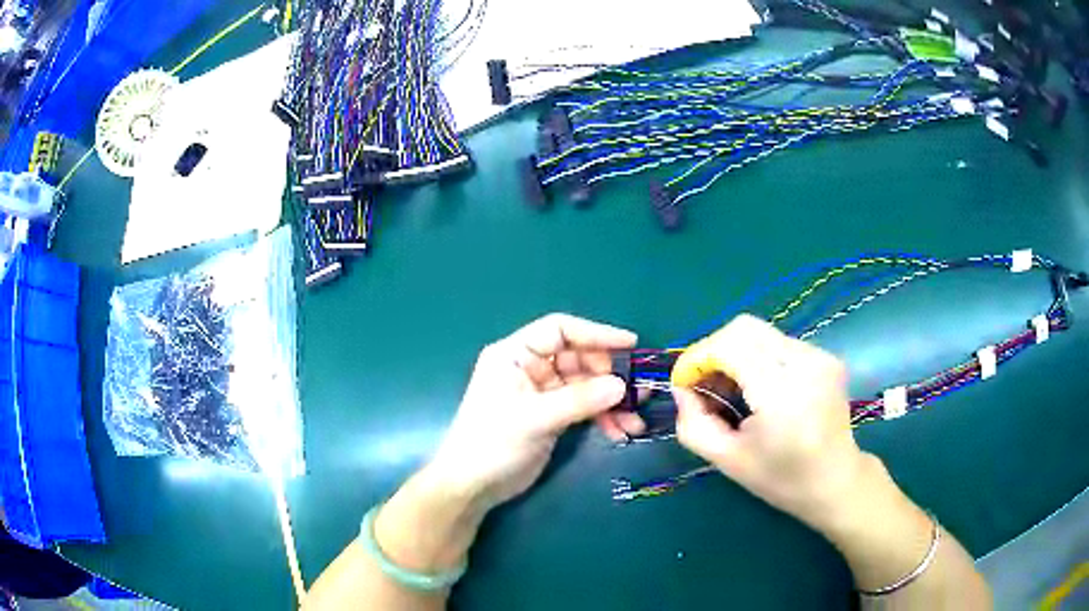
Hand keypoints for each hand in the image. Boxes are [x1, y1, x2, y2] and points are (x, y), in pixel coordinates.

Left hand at [426, 314, 639, 512]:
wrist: (473, 485)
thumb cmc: (493, 443)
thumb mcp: (535, 419)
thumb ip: (579, 400)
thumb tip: (622, 385)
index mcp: (515, 354)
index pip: (560, 330)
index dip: (596, 333)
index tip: (630, 344)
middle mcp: (530, 367)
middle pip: (578, 358)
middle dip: (610, 375)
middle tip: (638, 392)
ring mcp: (542, 392)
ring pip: (586, 385)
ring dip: (611, 401)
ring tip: (635, 421)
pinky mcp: (551, 415)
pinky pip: (584, 407)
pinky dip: (602, 417)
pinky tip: (620, 433)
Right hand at [670, 314, 868, 525]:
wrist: (836, 481)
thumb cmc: (782, 479)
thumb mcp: (728, 460)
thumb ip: (694, 424)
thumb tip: (682, 389)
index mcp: (782, 393)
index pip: (730, 346)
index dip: (699, 358)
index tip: (684, 383)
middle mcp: (805, 363)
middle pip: (744, 328)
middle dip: (714, 350)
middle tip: (704, 383)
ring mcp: (819, 356)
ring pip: (760, 333)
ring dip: (735, 352)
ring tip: (730, 388)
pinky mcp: (825, 356)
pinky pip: (778, 343)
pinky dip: (757, 357)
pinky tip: (758, 387)